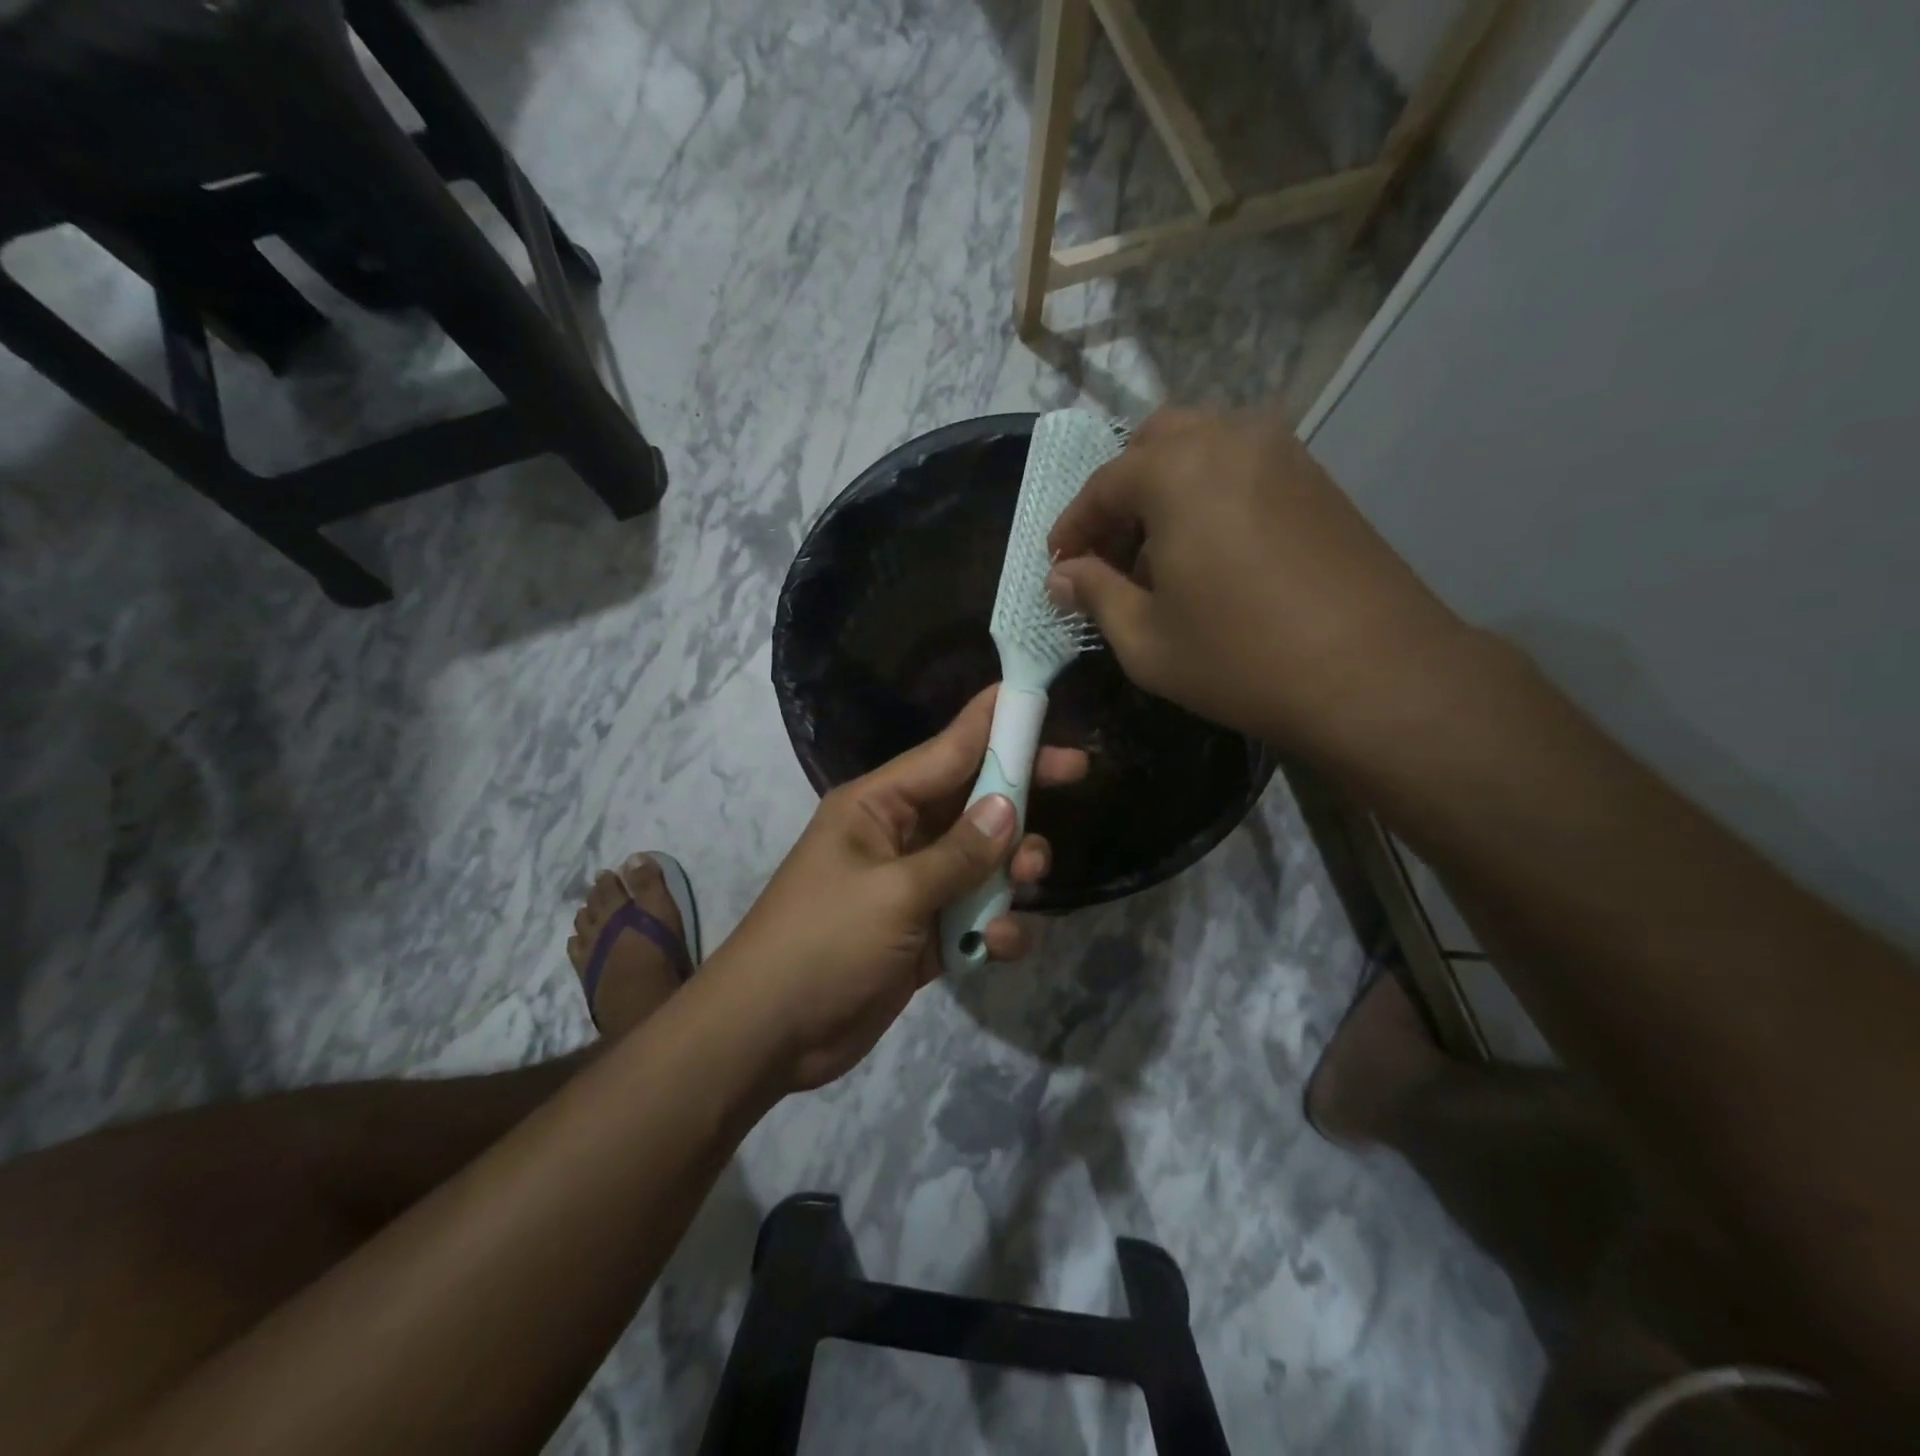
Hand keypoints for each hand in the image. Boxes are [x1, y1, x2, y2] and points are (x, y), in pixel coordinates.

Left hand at [710, 687, 1087, 1091]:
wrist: (769, 1034)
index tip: (1037, 698)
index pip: (946, 750)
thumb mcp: (894, 893)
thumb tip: (1008, 808)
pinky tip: (996, 945)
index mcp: (877, 806)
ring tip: (1027, 880)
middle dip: (1020, 792)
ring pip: (982, 859)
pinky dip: (992, 926)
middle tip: (1078, 771)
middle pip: (972, 800)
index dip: (993, 722)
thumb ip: (958, 853)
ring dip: (1011, 868)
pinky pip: (973, 914)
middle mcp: (898, 836)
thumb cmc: (823, 943)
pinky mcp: (925, 934)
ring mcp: (913, 886)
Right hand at [1047, 407, 1472, 755]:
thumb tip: (1061, 575)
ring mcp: (1283, 453)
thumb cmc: (1239, 658)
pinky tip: (1209, 555)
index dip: (1072, 528)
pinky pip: (1242, 469)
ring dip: (1165, 492)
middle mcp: (1230, 439)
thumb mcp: (1144, 638)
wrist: (1374, 674)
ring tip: (1157, 558)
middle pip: (1153, 445)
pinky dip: (1210, 496)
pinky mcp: (1318, 479)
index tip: (1058, 565)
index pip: (1103, 485)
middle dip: (1120, 495)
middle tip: (1108, 553)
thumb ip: (1094, 594)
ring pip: (1202, 450)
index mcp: (1177, 469)